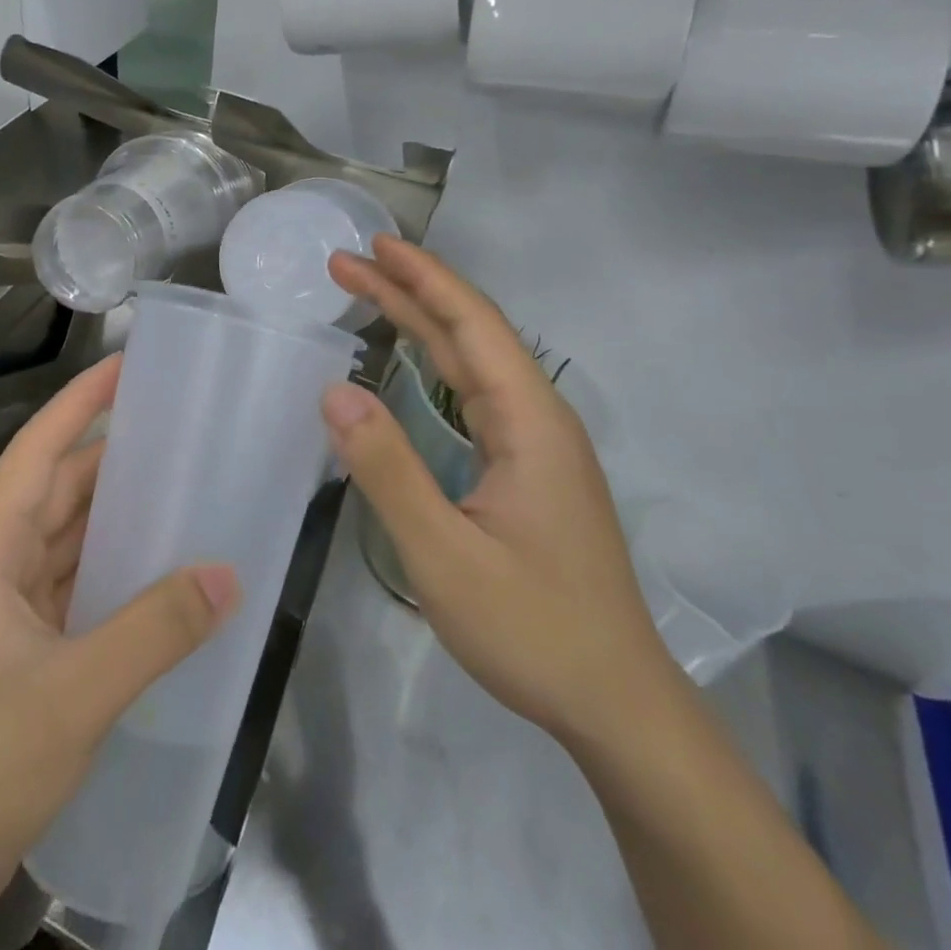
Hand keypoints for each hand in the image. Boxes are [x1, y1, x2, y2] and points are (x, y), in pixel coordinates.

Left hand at [0, 356, 239, 949]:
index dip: (81, 400)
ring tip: (184, 475)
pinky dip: (119, 558)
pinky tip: (163, 557)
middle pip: (59, 483)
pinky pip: (80, 574)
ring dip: (119, 505)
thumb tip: (228, 573)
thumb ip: (153, 631)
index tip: (129, 363)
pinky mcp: (28, 638)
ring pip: (72, 529)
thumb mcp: (72, 695)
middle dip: (114, 448)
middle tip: (181, 421)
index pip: (38, 448)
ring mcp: (10, 600)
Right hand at [323, 237, 679, 747]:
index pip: (473, 325)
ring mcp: (537, 444)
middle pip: (470, 333)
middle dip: (409, 291)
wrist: (616, 704)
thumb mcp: (444, 556)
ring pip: (473, 362)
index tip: (374, 246)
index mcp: (530, 423)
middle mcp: (539, 419)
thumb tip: (335, 391)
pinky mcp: (529, 468)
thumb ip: (387, 470)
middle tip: (348, 263)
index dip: (423, 278)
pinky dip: (435, 361)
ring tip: (369, 293)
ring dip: (421, 322)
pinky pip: (475, 393)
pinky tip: (413, 361)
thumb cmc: (533, 629)